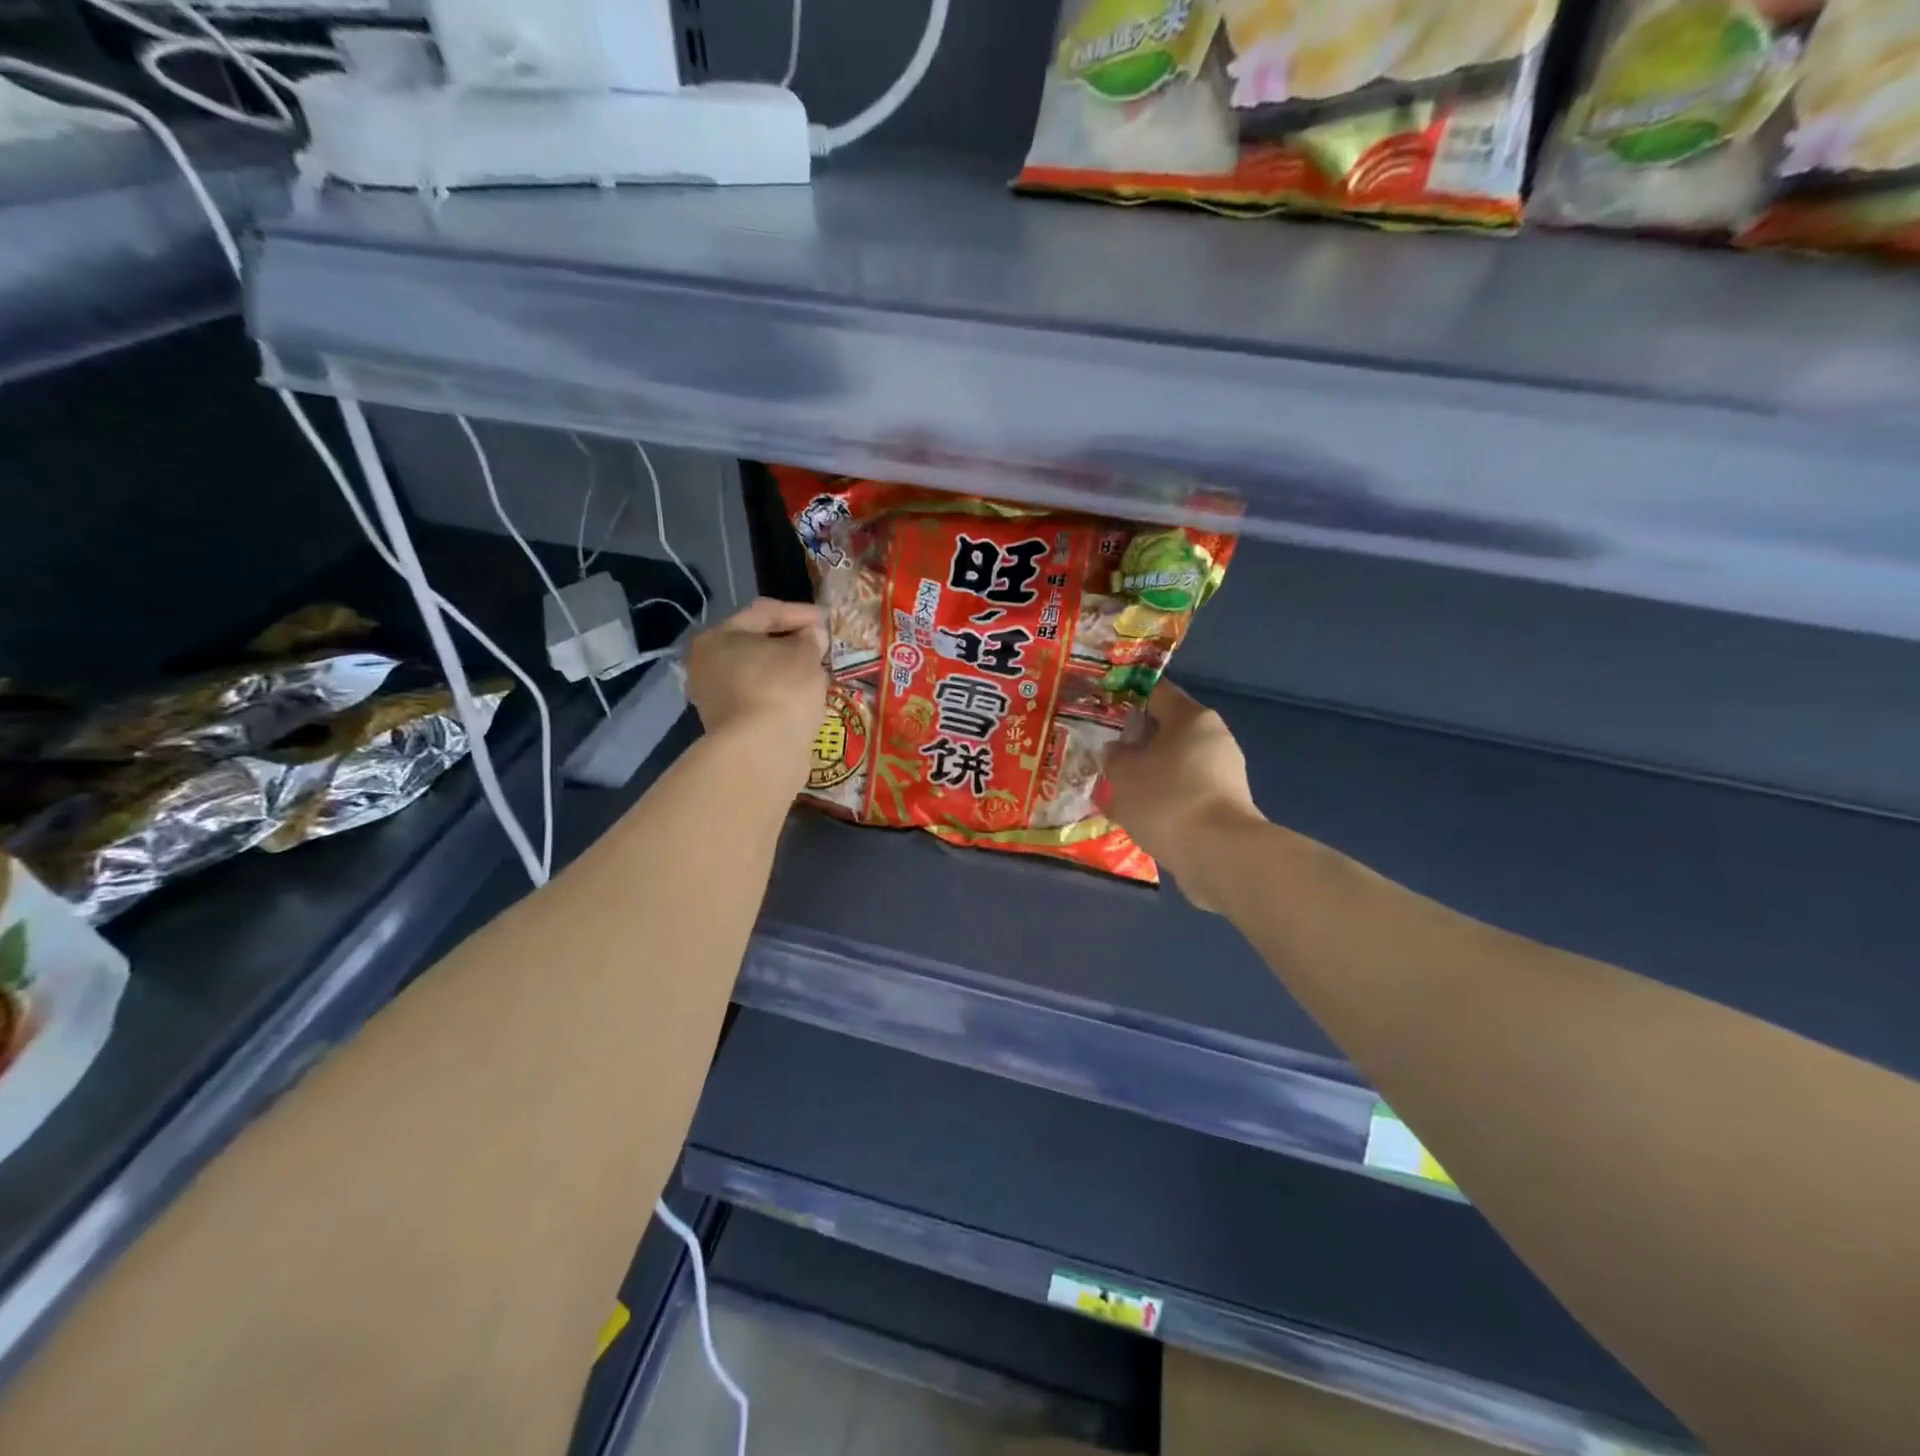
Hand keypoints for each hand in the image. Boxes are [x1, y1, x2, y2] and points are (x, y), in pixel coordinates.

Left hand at [685, 599, 827, 789]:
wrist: (762, 752)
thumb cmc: (781, 689)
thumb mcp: (805, 655)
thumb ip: (811, 639)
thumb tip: (812, 636)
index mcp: (718, 637)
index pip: (765, 613)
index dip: (801, 613)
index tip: (828, 620)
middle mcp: (707, 664)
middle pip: (757, 644)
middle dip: (791, 643)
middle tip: (821, 645)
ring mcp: (714, 698)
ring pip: (759, 674)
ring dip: (787, 670)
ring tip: (817, 671)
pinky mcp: (729, 726)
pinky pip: (760, 698)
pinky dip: (781, 694)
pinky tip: (804, 697)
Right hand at [1103, 680, 1264, 910]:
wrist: (1218, 854)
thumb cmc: (1166, 798)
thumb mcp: (1123, 772)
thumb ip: (1115, 755)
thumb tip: (1118, 751)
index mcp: (1192, 717)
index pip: (1156, 693)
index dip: (1126, 697)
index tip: (1102, 709)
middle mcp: (1214, 738)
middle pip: (1167, 730)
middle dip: (1136, 742)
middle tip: (1105, 754)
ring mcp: (1223, 774)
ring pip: (1174, 764)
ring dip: (1148, 774)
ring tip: (1116, 790)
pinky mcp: (1224, 806)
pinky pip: (1184, 793)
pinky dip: (1162, 799)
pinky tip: (1139, 815)